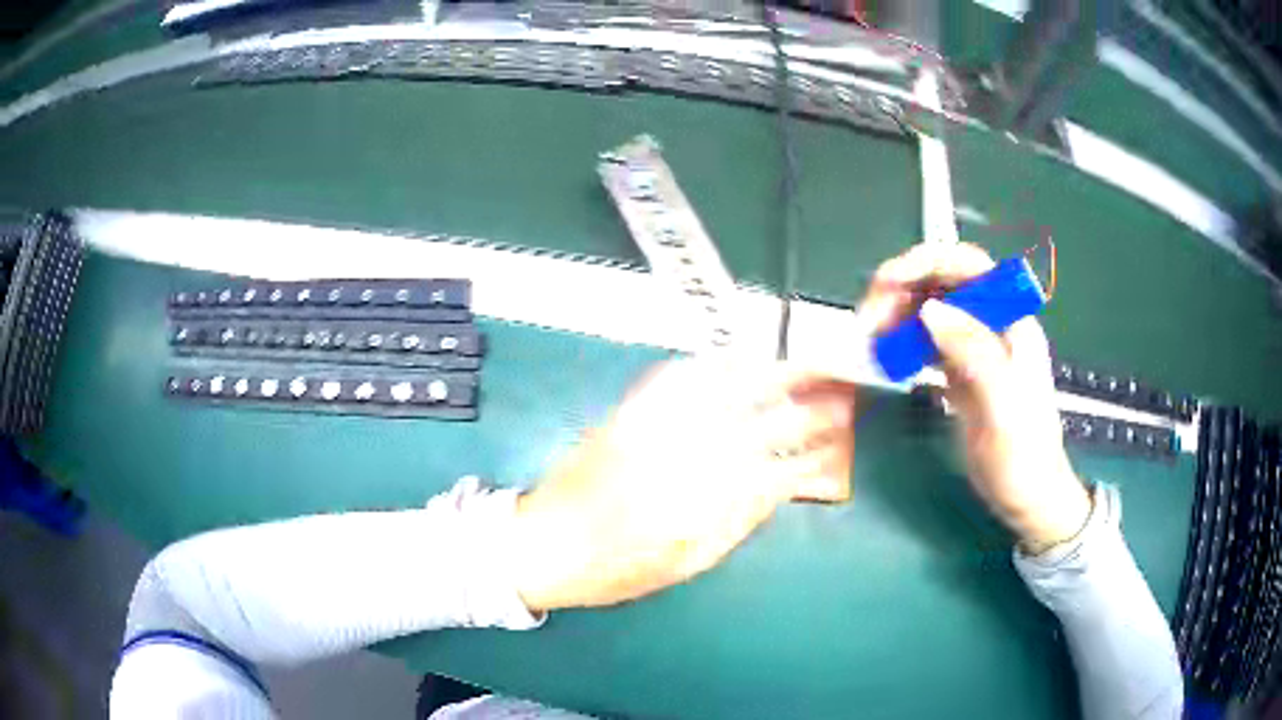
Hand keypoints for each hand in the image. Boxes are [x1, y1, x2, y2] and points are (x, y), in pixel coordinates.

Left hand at [511, 360, 855, 611]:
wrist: (543, 543)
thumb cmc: (614, 568)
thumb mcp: (684, 563)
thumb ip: (736, 524)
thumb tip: (778, 490)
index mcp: (705, 501)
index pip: (776, 471)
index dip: (812, 458)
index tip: (836, 448)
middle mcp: (687, 456)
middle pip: (760, 423)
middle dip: (806, 408)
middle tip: (838, 396)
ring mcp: (657, 427)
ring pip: (725, 391)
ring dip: (768, 374)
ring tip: (801, 366)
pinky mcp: (630, 412)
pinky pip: (676, 378)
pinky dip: (712, 365)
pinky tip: (735, 359)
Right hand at [859, 243, 1090, 554]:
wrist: (1028, 498)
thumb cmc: (1023, 457)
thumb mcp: (1003, 408)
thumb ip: (974, 354)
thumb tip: (930, 310)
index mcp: (1012, 323)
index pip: (971, 267)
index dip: (928, 261)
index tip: (887, 281)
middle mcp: (993, 326)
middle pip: (944, 283)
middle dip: (903, 288)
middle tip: (869, 319)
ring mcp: (976, 348)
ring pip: (931, 309)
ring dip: (898, 313)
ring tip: (872, 338)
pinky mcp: (961, 372)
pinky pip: (927, 341)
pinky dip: (903, 340)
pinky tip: (887, 356)